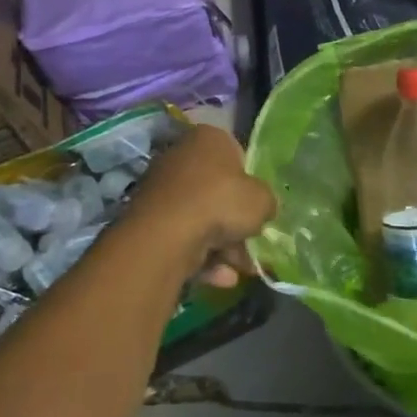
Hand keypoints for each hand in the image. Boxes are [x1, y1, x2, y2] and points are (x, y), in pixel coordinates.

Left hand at [126, 123, 275, 287]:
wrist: (168, 234)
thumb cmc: (221, 202)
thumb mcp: (263, 200)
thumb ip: (267, 202)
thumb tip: (264, 209)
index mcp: (209, 139)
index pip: (237, 154)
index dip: (251, 181)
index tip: (259, 204)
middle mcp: (181, 157)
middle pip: (218, 191)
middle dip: (237, 222)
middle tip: (253, 243)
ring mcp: (162, 189)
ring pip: (202, 219)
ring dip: (224, 246)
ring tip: (241, 270)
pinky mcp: (149, 220)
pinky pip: (184, 237)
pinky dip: (203, 257)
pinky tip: (221, 277)